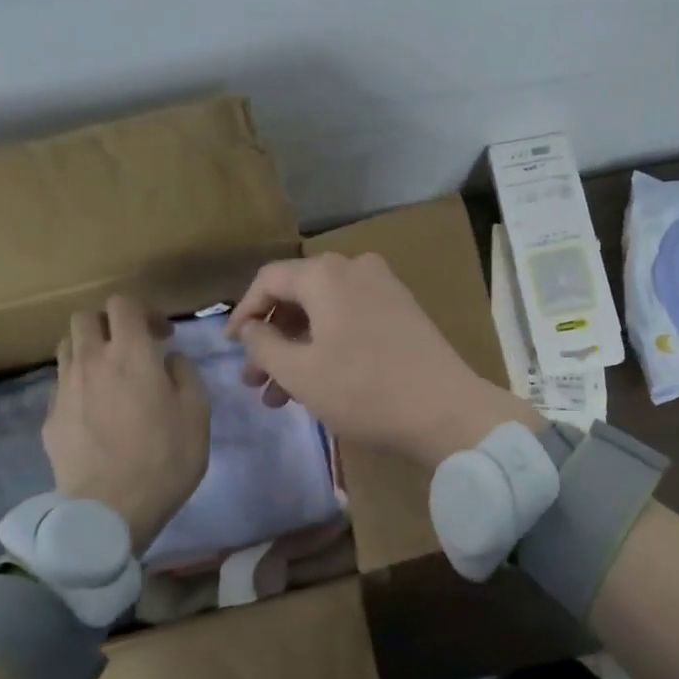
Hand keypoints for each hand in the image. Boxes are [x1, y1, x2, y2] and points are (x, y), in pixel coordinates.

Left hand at [42, 295, 210, 552]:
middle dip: (109, 323)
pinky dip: (79, 383)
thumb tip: (169, 359)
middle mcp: (92, 361)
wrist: (109, 510)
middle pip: (84, 318)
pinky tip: (97, 410)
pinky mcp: (50, 418)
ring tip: (110, 375)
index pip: (123, 303)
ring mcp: (65, 389)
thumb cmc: (165, 458)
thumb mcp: (197, 413)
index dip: (144, 311)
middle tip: (132, 347)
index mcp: (131, 354)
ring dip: (89, 349)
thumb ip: (185, 375)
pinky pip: (62, 383)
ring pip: (67, 347)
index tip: (162, 335)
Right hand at [226, 252, 539, 466]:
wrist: (447, 410)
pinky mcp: (403, 310)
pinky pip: (351, 318)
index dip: (243, 312)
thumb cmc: (364, 390)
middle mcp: (355, 268)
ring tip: (279, 395)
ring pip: (325, 311)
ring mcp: (384, 288)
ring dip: (298, 347)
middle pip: (298, 295)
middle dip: (271, 338)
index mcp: (326, 275)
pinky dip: (328, 344)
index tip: (231, 348)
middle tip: (254, 381)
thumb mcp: (301, 373)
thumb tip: (249, 327)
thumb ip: (263, 345)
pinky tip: (319, 382)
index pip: (268, 279)